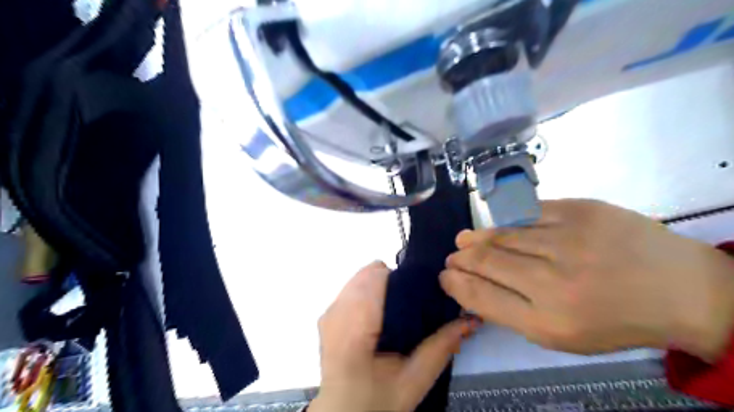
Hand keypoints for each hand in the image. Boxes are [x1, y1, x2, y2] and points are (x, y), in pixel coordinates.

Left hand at [311, 263, 478, 409]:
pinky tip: (380, 315)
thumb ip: (441, 347)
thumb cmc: (376, 403)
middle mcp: (336, 312)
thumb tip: (470, 319)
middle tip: (413, 304)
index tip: (421, 291)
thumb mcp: (414, 381)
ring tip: (397, 311)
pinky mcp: (327, 315)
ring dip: (381, 286)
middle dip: (394, 281)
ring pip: (360, 277)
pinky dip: (369, 292)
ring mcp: (328, 312)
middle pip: (369, 272)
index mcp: (354, 327)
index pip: (377, 277)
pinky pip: (352, 288)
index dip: (402, 278)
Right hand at [438, 199, 733, 360]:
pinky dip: (506, 220)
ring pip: (502, 234)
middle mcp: (554, 281)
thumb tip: (469, 287)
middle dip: (461, 259)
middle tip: (451, 257)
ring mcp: (568, 240)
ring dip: (476, 237)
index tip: (445, 276)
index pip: (481, 295)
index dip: (455, 283)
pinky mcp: (581, 210)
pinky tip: (496, 226)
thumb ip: (509, 311)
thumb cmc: (614, 320)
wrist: (681, 290)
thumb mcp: (558, 334)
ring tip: (464, 239)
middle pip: (486, 261)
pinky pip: (528, 213)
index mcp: (548, 321)